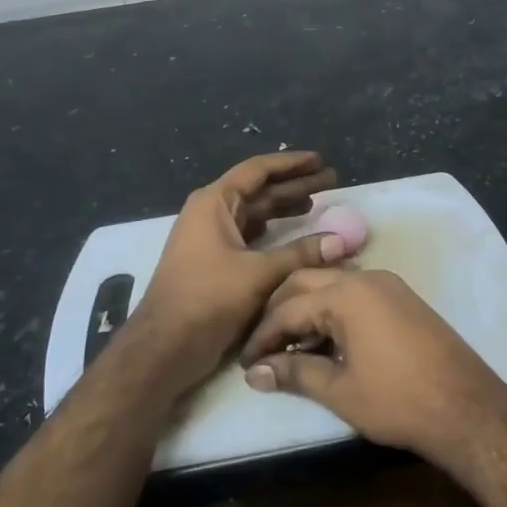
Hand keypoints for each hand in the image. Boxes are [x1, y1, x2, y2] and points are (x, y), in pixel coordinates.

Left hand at [129, 151, 350, 397]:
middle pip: (259, 190)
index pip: (258, 170)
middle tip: (330, 180)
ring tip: (318, 204)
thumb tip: (341, 241)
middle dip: (294, 185)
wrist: (164, 346)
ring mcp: (211, 239)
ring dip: (285, 209)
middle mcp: (211, 213)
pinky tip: (295, 237)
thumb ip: (301, 254)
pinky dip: (274, 234)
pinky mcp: (215, 263)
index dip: (291, 164)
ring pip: (255, 215)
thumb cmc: (207, 299)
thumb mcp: (259, 274)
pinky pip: (250, 237)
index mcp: (214, 203)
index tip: (319, 159)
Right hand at [238, 269, 506, 462]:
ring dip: (306, 308)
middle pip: (306, 282)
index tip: (246, 362)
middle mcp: (365, 278)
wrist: (467, 407)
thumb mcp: (339, 390)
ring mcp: (388, 285)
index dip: (263, 336)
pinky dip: (332, 309)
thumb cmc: (397, 400)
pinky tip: (326, 340)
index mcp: (346, 294)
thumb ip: (294, 374)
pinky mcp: (402, 298)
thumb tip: (255, 373)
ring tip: (290, 346)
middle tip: (263, 346)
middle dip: (279, 312)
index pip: (288, 308)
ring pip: (331, 284)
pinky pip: (355, 293)